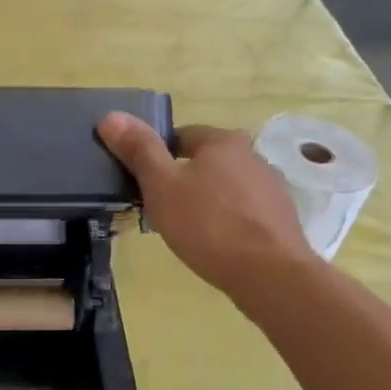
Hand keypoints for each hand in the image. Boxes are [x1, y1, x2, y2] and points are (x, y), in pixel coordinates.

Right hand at [97, 114, 315, 295]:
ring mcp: (271, 187)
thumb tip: (110, 116)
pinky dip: (227, 220)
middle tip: (160, 207)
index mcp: (222, 141)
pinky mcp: (281, 218)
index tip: (143, 182)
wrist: (269, 274)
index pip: (181, 136)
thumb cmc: (207, 224)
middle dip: (183, 179)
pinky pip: (243, 211)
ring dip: (206, 200)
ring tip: (186, 229)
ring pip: (226, 187)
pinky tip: (215, 243)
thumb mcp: (161, 186)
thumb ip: (138, 150)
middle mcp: (252, 156)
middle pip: (206, 161)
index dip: (158, 155)